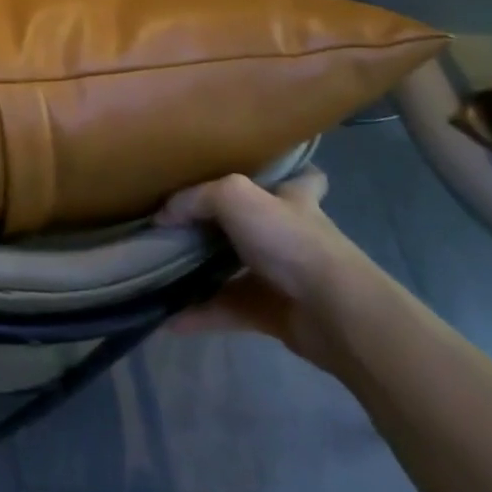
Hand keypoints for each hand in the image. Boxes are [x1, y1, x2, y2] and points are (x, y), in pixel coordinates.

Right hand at [159, 167, 376, 367]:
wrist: (333, 313)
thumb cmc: (291, 241)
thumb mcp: (235, 197)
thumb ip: (195, 199)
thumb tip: (163, 217)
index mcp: (293, 201)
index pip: (302, 179)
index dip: (287, 173)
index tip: (260, 173)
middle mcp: (289, 235)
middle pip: (256, 224)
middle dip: (222, 223)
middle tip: (179, 220)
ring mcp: (281, 276)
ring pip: (234, 269)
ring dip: (200, 270)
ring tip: (158, 267)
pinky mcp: (270, 312)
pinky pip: (225, 309)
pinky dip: (197, 314)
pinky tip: (166, 318)